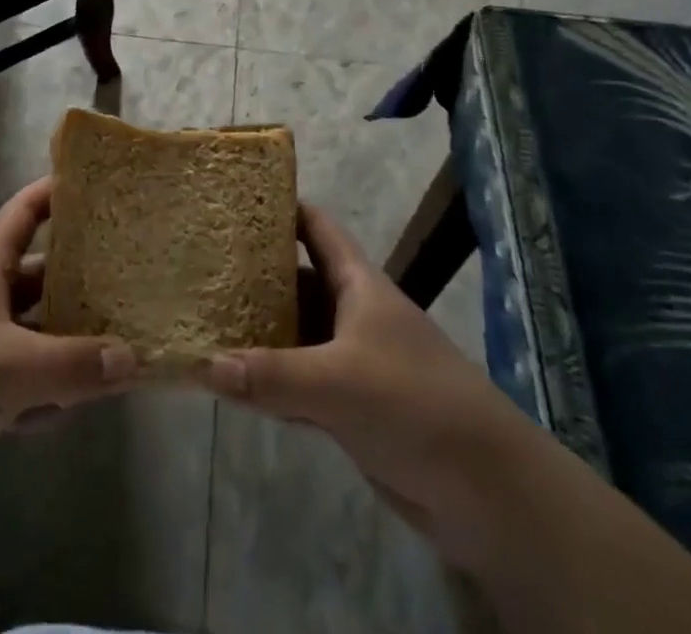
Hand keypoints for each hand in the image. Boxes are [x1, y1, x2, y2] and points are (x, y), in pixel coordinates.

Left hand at [0, 178, 136, 545]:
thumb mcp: (7, 367)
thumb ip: (72, 364)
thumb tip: (132, 359)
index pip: (24, 213)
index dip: (55, 192)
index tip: (97, 183)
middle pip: (39, 276)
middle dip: (80, 275)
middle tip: (133, 273)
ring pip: (37, 334)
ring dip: (73, 339)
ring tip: (126, 337)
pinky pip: (26, 384)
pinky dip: (52, 390)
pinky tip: (85, 401)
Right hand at [202, 203, 534, 568]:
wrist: (487, 490)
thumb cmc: (416, 404)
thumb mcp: (339, 382)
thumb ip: (272, 375)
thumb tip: (203, 364)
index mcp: (358, 283)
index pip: (316, 227)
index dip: (281, 208)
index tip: (234, 200)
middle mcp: (353, 313)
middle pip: (298, 280)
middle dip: (256, 273)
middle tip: (203, 265)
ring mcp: (353, 361)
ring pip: (296, 334)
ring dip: (259, 331)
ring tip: (205, 318)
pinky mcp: (352, 407)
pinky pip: (300, 382)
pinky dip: (271, 381)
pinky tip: (234, 384)